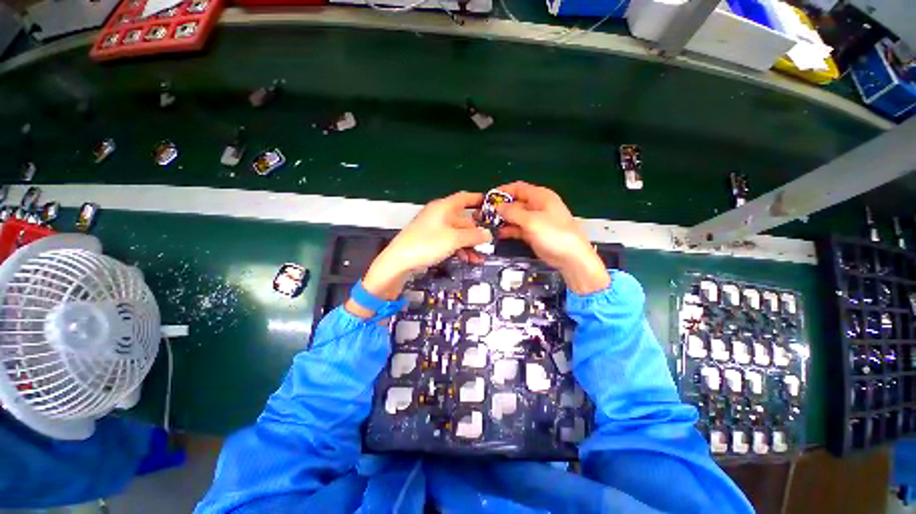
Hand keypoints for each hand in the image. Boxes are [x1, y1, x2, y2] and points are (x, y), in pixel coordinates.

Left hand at [348, 192, 491, 315]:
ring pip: (458, 234)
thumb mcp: (454, 239)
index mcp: (444, 207)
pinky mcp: (431, 241)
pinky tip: (467, 260)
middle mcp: (439, 215)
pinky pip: (450, 242)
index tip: (491, 205)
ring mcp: (435, 229)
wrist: (399, 261)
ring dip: (469, 245)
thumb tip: (488, 234)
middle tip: (488, 243)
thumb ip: (473, 236)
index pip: (464, 198)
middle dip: (476, 233)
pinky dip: (459, 250)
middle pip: (463, 220)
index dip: (478, 200)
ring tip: (479, 258)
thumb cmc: (427, 244)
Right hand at [494, 181, 609, 293]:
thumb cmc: (554, 234)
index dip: (503, 191)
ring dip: (503, 220)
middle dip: (500, 207)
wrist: (571, 257)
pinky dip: (509, 230)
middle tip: (484, 214)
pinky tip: (499, 234)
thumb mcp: (531, 221)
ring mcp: (535, 220)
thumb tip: (497, 206)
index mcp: (541, 197)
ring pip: (515, 216)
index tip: (488, 198)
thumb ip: (512, 212)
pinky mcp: (533, 233)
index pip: (518, 188)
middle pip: (515, 202)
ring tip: (488, 224)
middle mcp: (537, 206)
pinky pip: (518, 228)